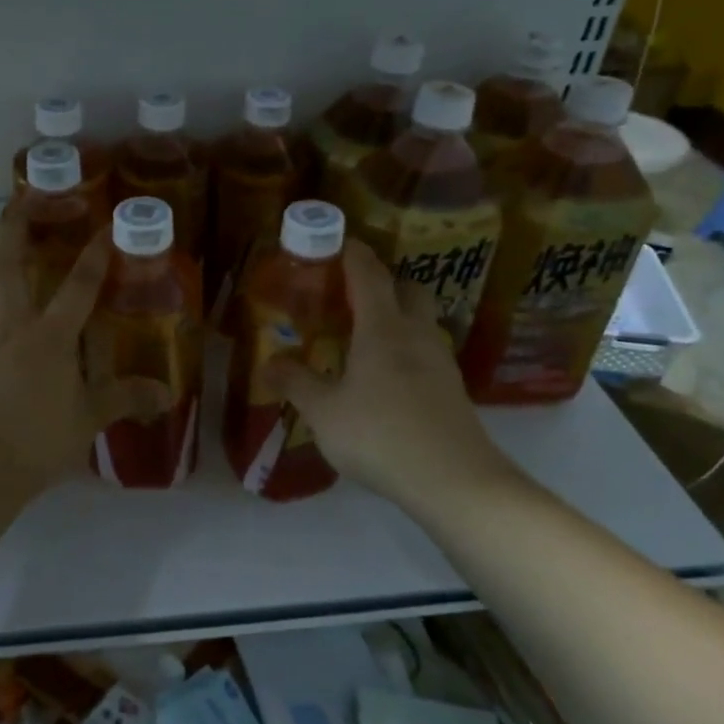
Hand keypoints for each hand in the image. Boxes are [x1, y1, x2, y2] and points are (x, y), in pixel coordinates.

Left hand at [0, 211, 163, 489]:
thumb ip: (125, 399)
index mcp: (52, 338)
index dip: (94, 256)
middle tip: (14, 198)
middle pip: (10, 270)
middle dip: (13, 230)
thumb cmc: (40, 441)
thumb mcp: (90, 419)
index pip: (79, 288)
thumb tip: (166, 393)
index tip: (105, 225)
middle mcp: (14, 329)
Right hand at [267, 241, 526, 514]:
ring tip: (366, 338)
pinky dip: (407, 350)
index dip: (353, 254)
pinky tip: (388, 378)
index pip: (369, 274)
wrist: (454, 481)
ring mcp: (440, 362)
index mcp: (382, 328)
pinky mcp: (453, 390)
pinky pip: (427, 353)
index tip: (339, 243)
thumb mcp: (323, 412)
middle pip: (407, 289)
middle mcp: (416, 334)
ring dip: (397, 317)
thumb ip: (296, 383)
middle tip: (351, 297)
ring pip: (421, 322)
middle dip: (382, 283)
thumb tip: (269, 362)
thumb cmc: (380, 435)